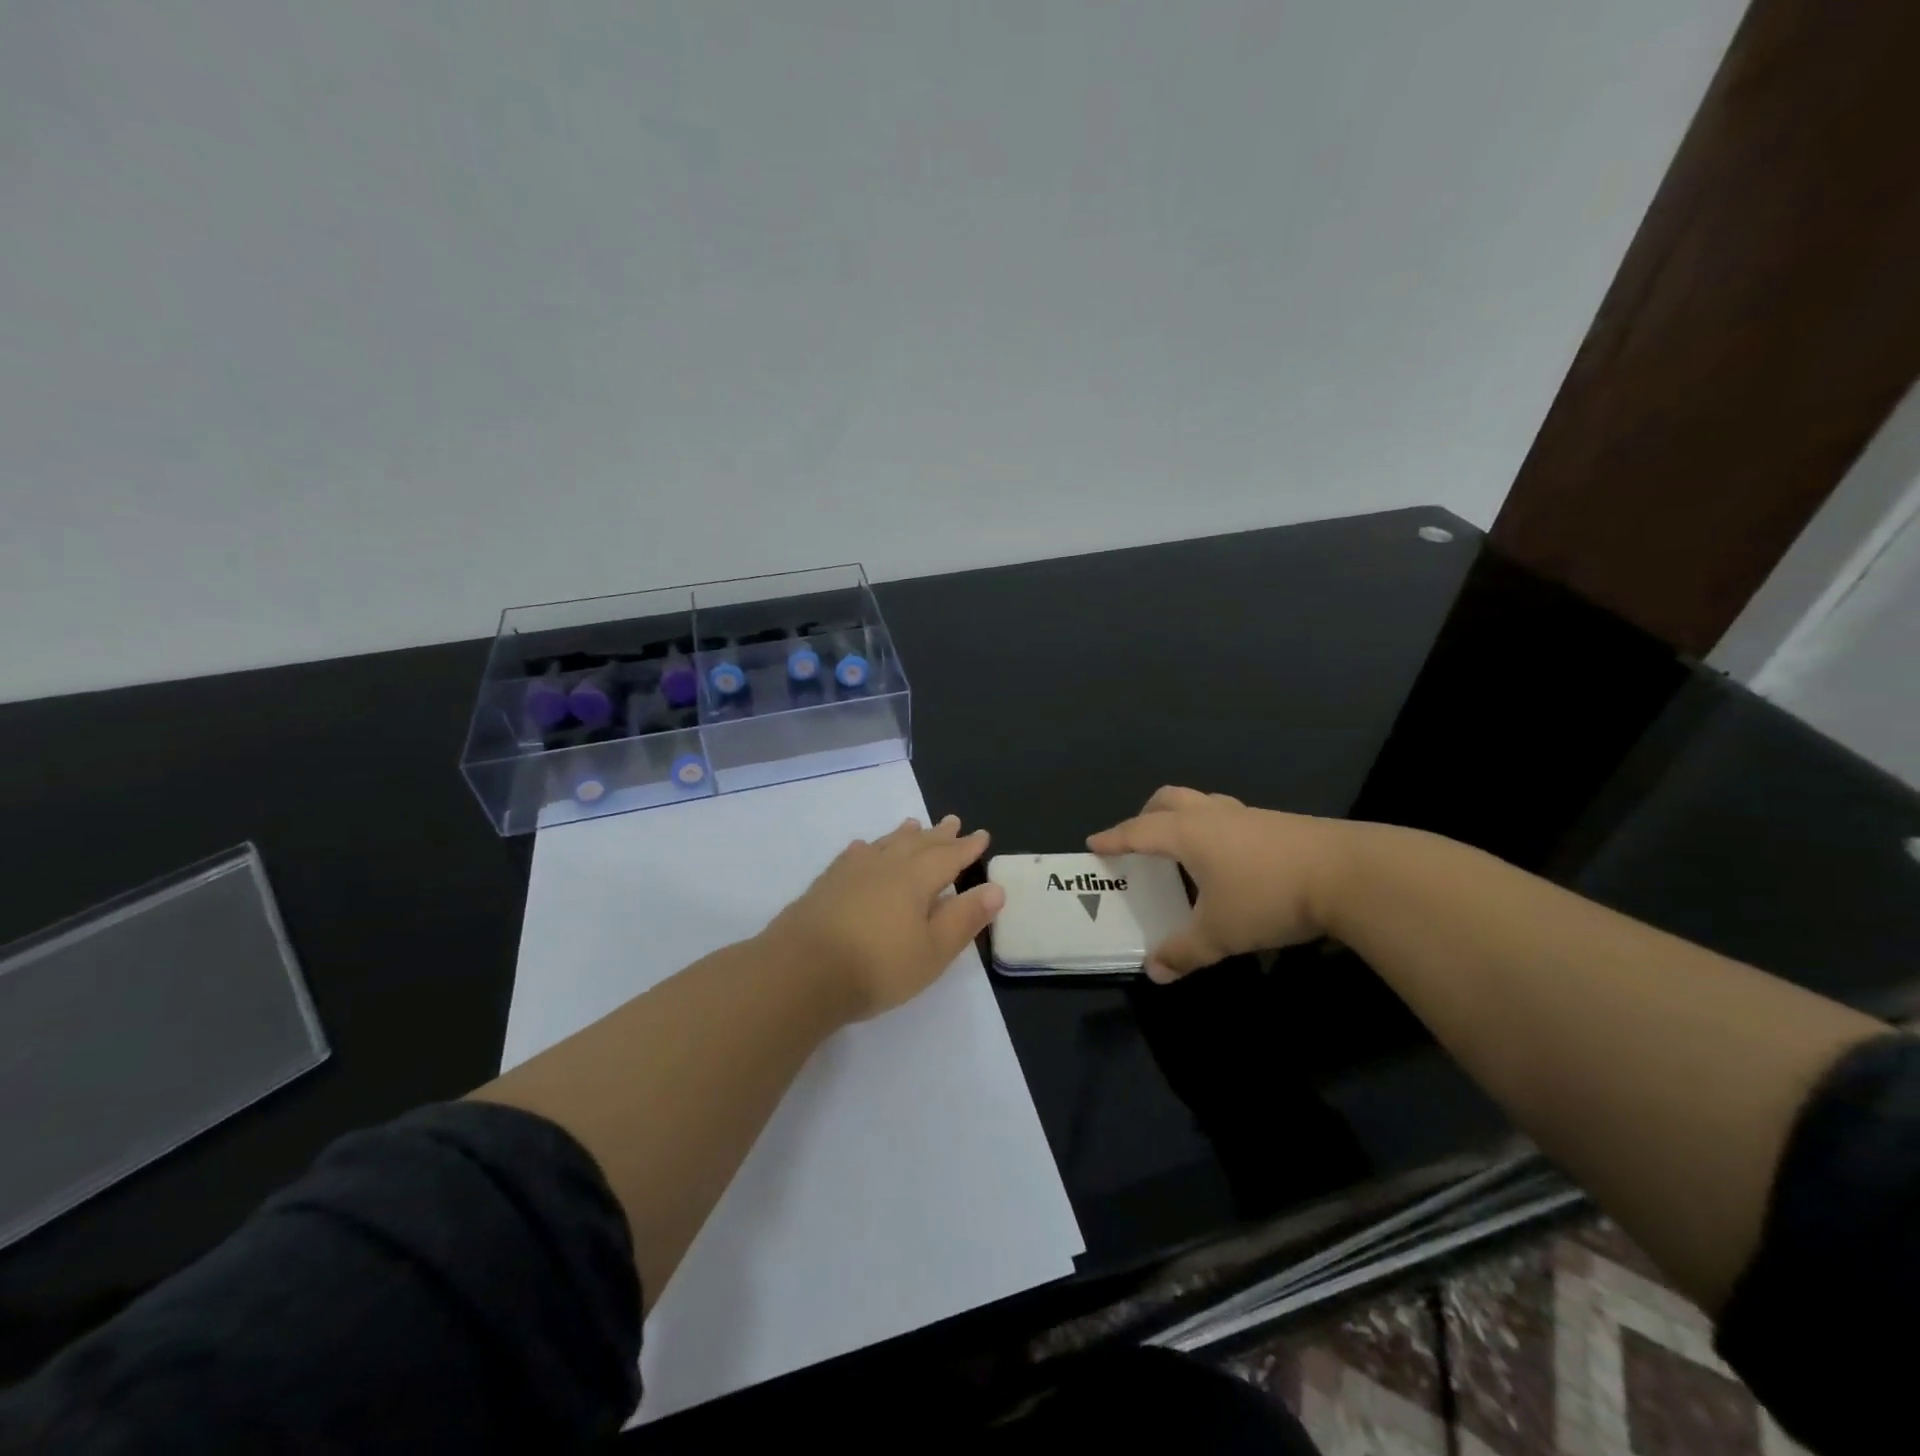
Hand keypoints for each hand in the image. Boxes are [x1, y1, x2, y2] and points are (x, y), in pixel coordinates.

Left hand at [763, 815, 1004, 1020]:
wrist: (801, 972)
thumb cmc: (877, 966)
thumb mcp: (932, 951)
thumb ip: (964, 918)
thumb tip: (996, 889)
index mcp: (916, 879)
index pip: (949, 857)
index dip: (967, 848)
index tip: (982, 836)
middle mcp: (886, 866)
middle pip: (918, 844)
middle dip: (939, 835)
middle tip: (953, 821)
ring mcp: (852, 872)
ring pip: (885, 844)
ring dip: (903, 835)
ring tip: (914, 824)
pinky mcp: (826, 884)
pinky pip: (853, 856)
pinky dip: (866, 848)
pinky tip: (863, 849)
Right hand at [1086, 786, 1352, 981]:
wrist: (1349, 874)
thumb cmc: (1268, 896)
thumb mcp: (1220, 933)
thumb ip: (1183, 952)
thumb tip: (1154, 972)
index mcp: (1188, 833)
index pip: (1138, 831)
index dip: (1114, 838)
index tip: (1094, 842)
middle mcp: (1212, 815)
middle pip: (1168, 800)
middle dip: (1146, 815)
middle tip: (1139, 839)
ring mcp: (1247, 815)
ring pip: (1202, 803)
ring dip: (1183, 818)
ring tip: (1183, 849)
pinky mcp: (1277, 823)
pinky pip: (1229, 817)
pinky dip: (1213, 830)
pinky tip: (1228, 861)